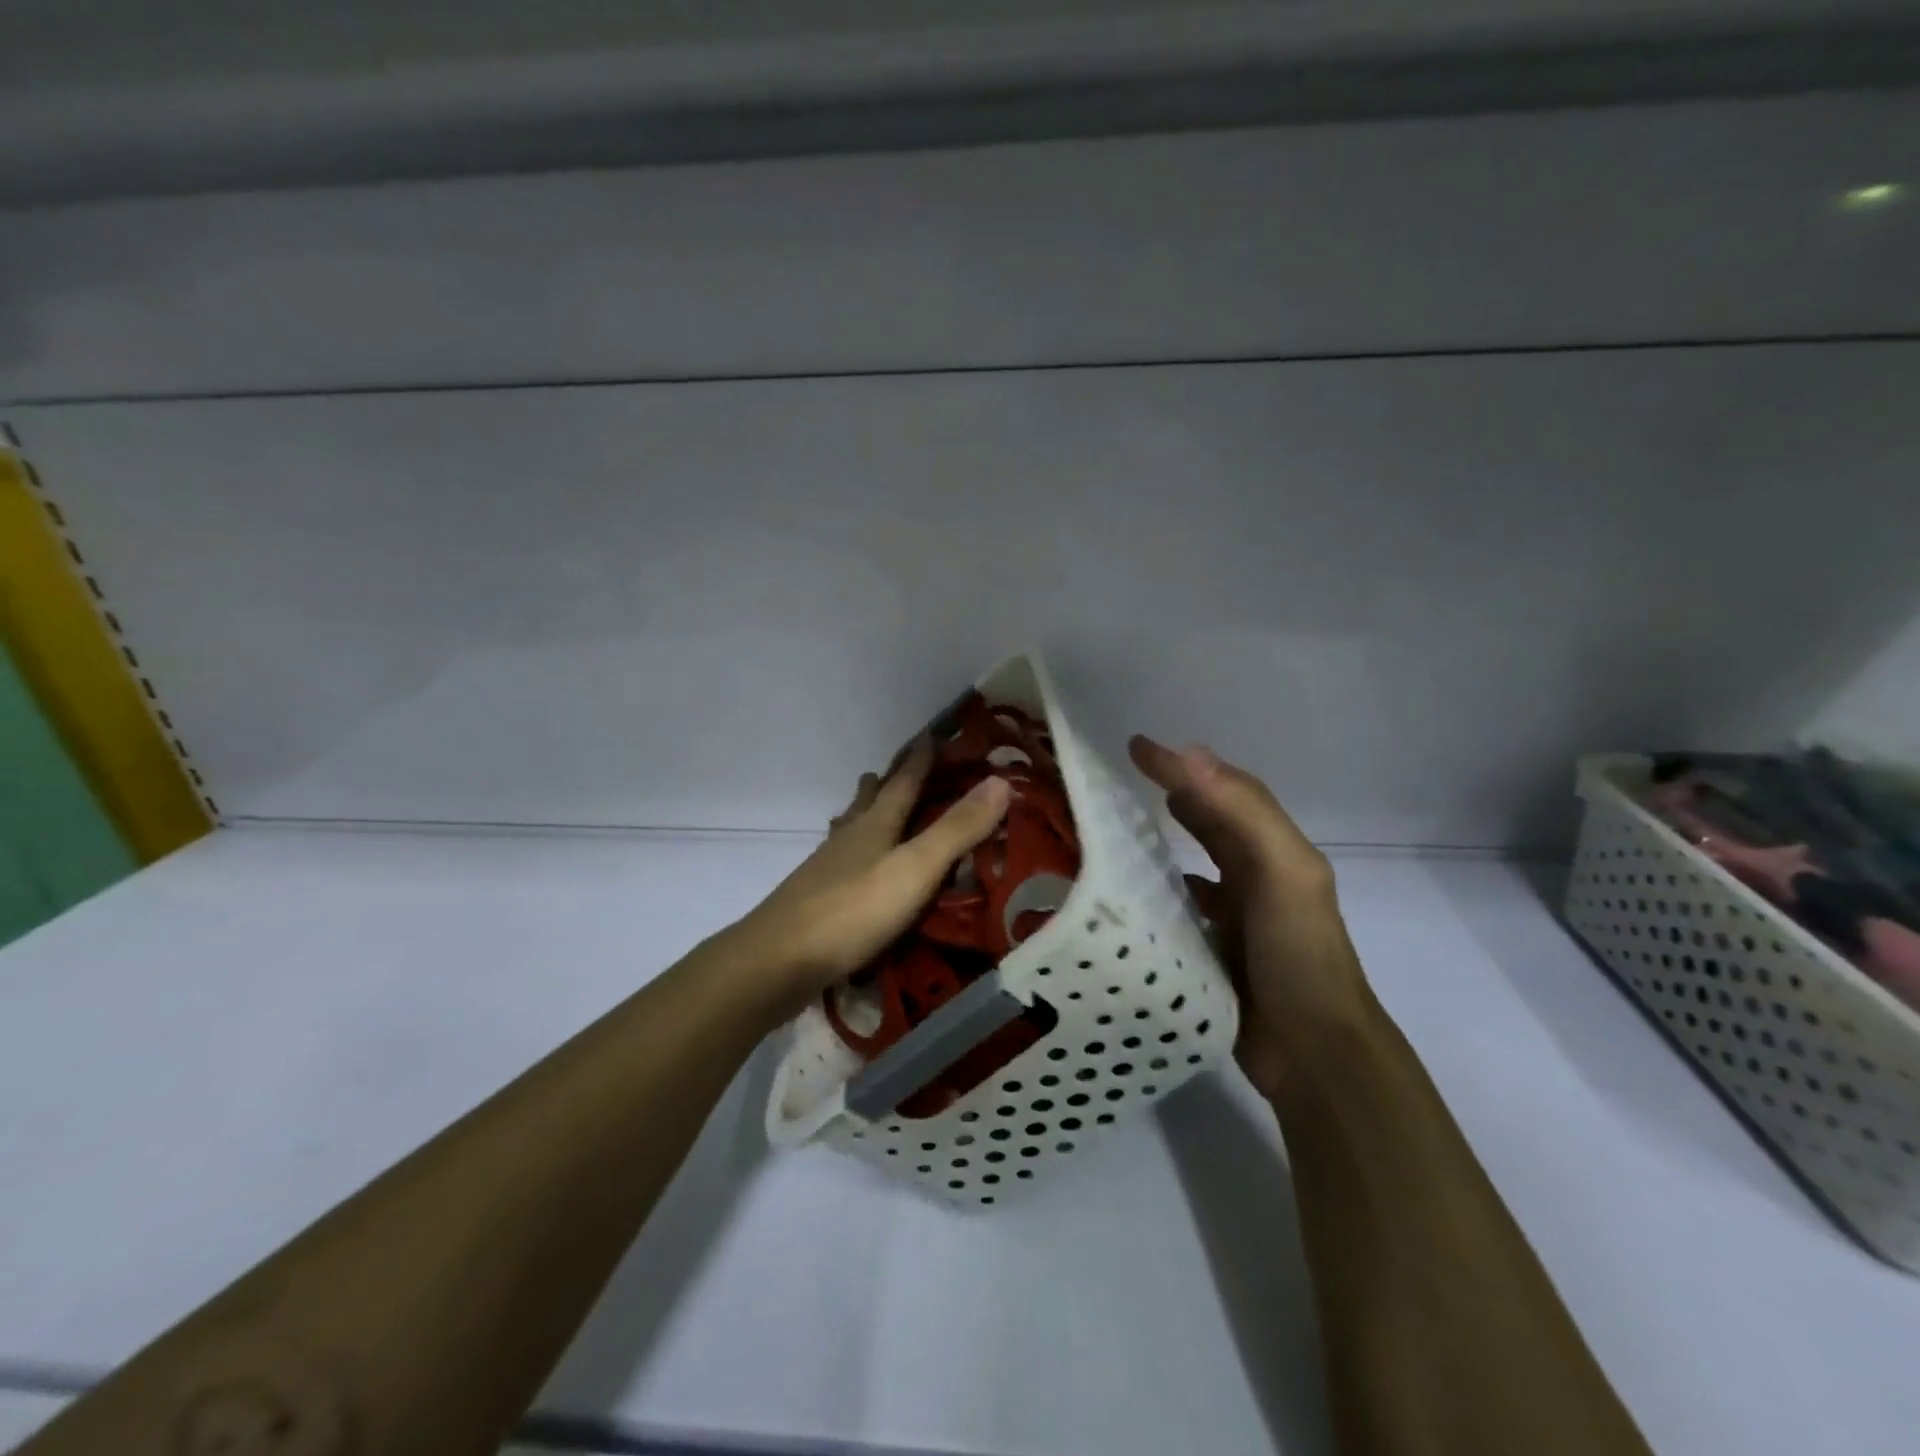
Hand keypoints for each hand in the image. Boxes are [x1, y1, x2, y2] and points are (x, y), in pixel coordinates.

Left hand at [725, 738, 1011, 1019]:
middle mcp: (849, 839)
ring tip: (867, 808)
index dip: (920, 759)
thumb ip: (957, 829)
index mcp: (875, 825)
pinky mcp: (816, 900)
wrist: (778, 960)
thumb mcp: (916, 868)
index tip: (931, 735)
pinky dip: (853, 854)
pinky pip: (841, 863)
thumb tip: (1000, 780)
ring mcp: (827, 869)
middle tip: (891, 769)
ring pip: (849, 830)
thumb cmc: (853, 910)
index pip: (903, 782)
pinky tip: (852, 870)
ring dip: (863, 815)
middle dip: (884, 783)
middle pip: (868, 801)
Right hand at [1128, 735, 1373, 1099]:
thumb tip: (1190, 754)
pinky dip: (1162, 893)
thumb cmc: (1299, 955)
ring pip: (1196, 865)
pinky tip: (1136, 895)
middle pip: (1214, 824)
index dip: (1186, 766)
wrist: (1313, 1054)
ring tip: (1123, 829)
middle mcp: (1258, 878)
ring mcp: (1238, 918)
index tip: (1136, 748)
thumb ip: (1242, 814)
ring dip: (1167, 842)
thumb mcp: (1282, 874)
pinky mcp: (1215, 952)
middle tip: (1129, 779)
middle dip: (1180, 795)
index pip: (1227, 792)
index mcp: (1277, 854)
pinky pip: (1182, 909)